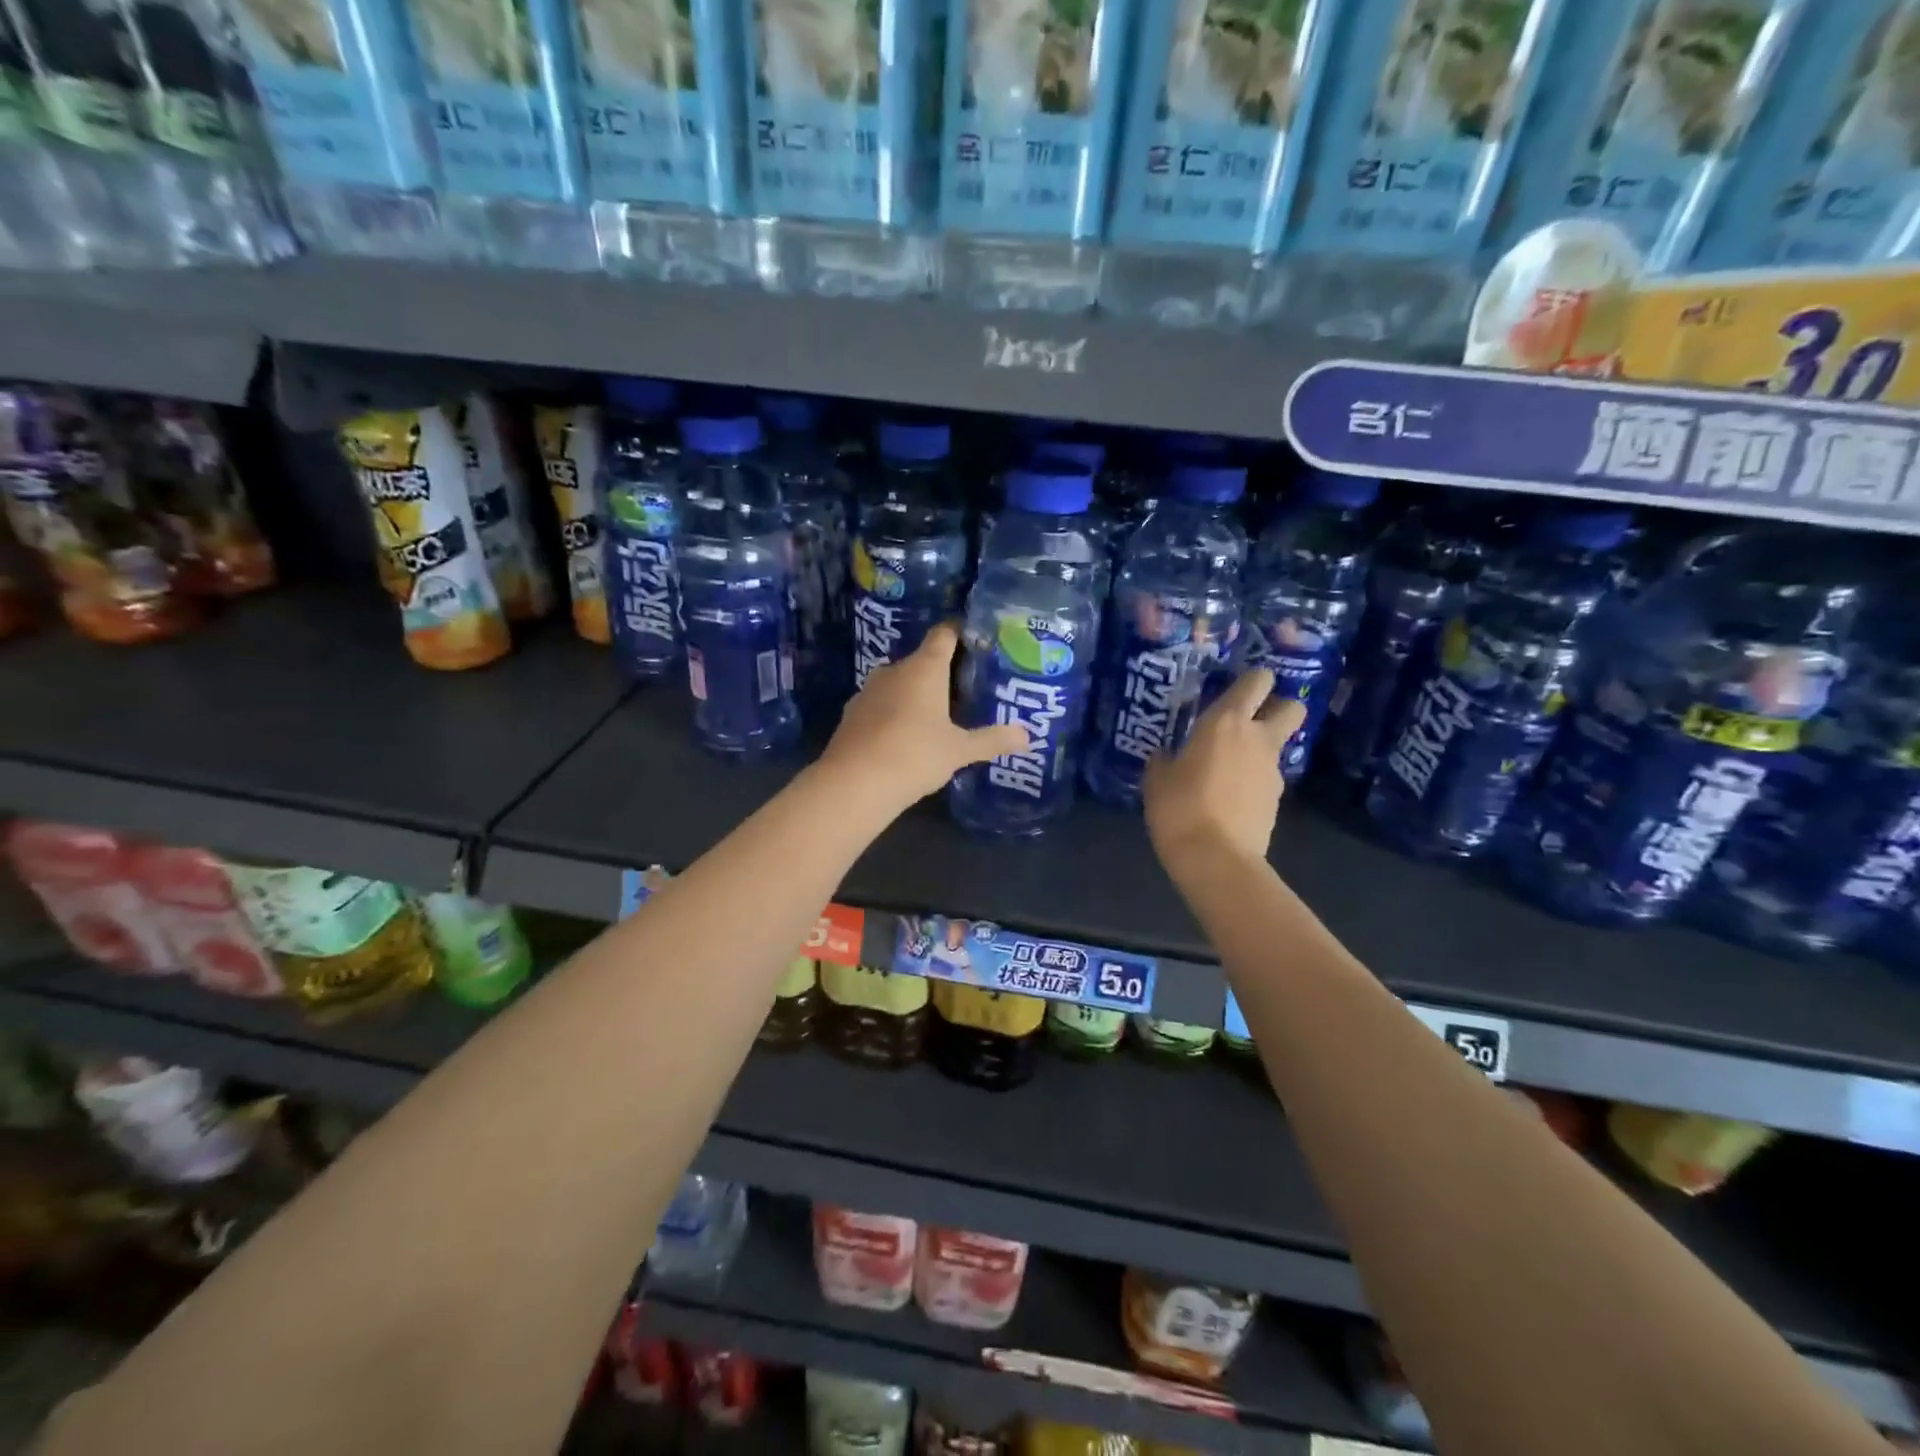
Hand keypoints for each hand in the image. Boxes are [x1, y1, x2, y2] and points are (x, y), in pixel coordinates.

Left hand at [819, 623, 1029, 809]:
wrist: (854, 783)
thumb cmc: (914, 755)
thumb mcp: (959, 750)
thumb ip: (992, 740)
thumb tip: (1027, 735)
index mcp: (924, 668)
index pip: (944, 634)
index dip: (960, 631)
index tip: (977, 638)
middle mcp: (894, 670)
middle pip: (922, 660)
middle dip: (942, 672)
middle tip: (967, 687)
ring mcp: (869, 691)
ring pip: (899, 683)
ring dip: (917, 694)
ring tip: (939, 713)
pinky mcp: (852, 713)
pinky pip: (881, 704)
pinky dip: (895, 713)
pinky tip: (906, 734)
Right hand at [1144, 669, 1305, 871]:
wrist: (1216, 858)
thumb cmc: (1179, 807)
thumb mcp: (1156, 779)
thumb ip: (1164, 759)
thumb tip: (1167, 756)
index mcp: (1226, 721)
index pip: (1257, 681)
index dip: (1253, 680)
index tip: (1236, 688)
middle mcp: (1257, 738)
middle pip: (1292, 706)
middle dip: (1279, 707)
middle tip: (1250, 720)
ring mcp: (1272, 770)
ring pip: (1278, 745)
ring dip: (1260, 749)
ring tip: (1228, 769)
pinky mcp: (1277, 800)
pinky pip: (1268, 778)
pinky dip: (1254, 781)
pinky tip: (1230, 798)